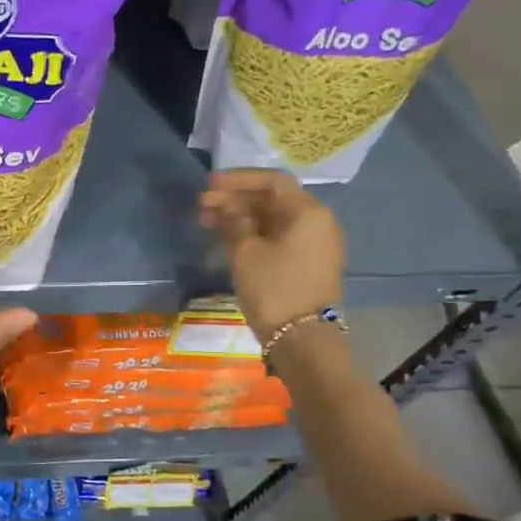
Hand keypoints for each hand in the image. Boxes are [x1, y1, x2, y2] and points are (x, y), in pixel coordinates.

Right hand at [198, 170, 344, 343]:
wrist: (302, 340)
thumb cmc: (274, 288)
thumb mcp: (245, 251)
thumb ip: (235, 221)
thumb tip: (230, 208)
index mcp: (308, 212)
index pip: (272, 181)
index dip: (238, 180)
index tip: (209, 186)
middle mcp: (318, 222)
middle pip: (273, 200)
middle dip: (236, 200)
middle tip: (202, 206)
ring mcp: (315, 245)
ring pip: (274, 220)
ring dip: (242, 217)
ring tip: (208, 222)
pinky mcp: (308, 264)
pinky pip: (279, 237)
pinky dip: (254, 233)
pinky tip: (229, 239)